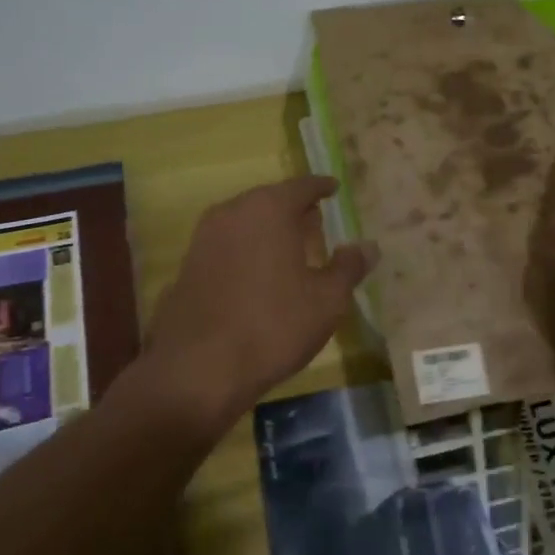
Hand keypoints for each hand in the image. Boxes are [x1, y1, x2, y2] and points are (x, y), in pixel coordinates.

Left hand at [144, 177, 375, 436]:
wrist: (198, 369)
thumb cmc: (273, 326)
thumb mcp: (326, 300)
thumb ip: (349, 267)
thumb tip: (368, 247)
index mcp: (268, 209)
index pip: (302, 186)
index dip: (321, 187)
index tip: (333, 188)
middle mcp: (232, 213)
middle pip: (270, 201)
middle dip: (294, 210)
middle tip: (316, 223)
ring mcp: (204, 239)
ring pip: (245, 223)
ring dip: (268, 231)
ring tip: (290, 251)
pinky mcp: (187, 267)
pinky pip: (227, 246)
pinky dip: (247, 251)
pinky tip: (259, 276)